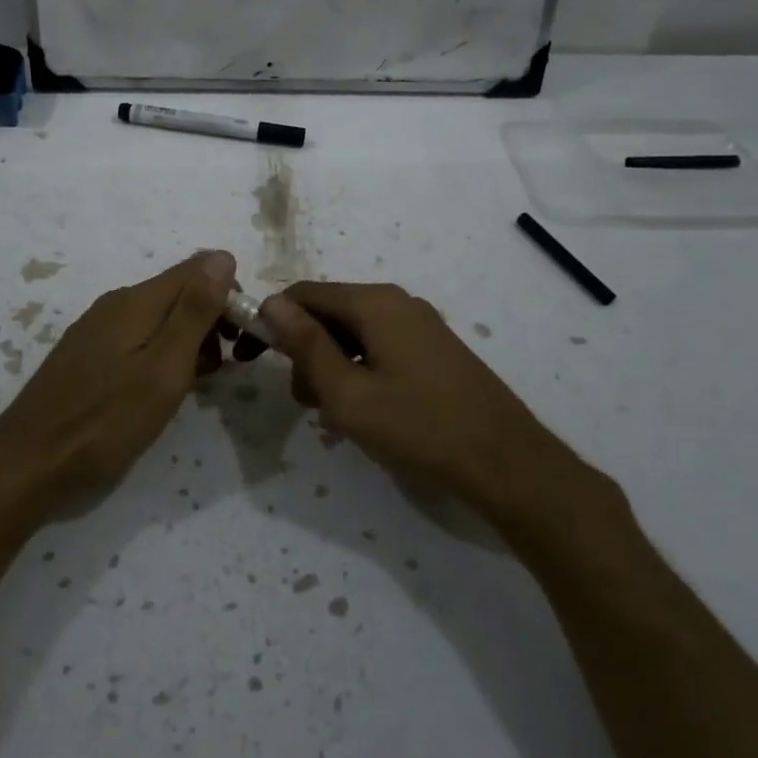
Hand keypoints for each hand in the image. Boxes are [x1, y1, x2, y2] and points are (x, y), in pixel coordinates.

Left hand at [0, 251, 235, 504]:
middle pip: (178, 292)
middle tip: (224, 368)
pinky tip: (160, 389)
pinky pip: (137, 337)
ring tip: (196, 384)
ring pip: (158, 317)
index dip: (228, 294)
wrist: (31, 460)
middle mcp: (116, 303)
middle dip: (210, 320)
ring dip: (188, 340)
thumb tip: (222, 257)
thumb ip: (194, 311)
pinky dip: (160, 354)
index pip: (198, 269)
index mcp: (137, 300)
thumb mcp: (164, 367)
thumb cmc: (108, 419)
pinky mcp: (86, 354)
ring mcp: (97, 328)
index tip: (243, 337)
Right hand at [258, 283, 613, 551]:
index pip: (303, 294)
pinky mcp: (435, 350)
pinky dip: (359, 373)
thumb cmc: (419, 427)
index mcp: (374, 303)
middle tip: (304, 402)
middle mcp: (397, 302)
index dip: (270, 322)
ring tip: (333, 416)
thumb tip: (271, 302)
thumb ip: (306, 344)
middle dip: (304, 351)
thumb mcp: (347, 393)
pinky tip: (365, 412)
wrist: (507, 463)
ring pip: (354, 334)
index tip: (251, 359)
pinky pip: (380, 349)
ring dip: (331, 367)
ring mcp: (421, 325)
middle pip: (330, 313)